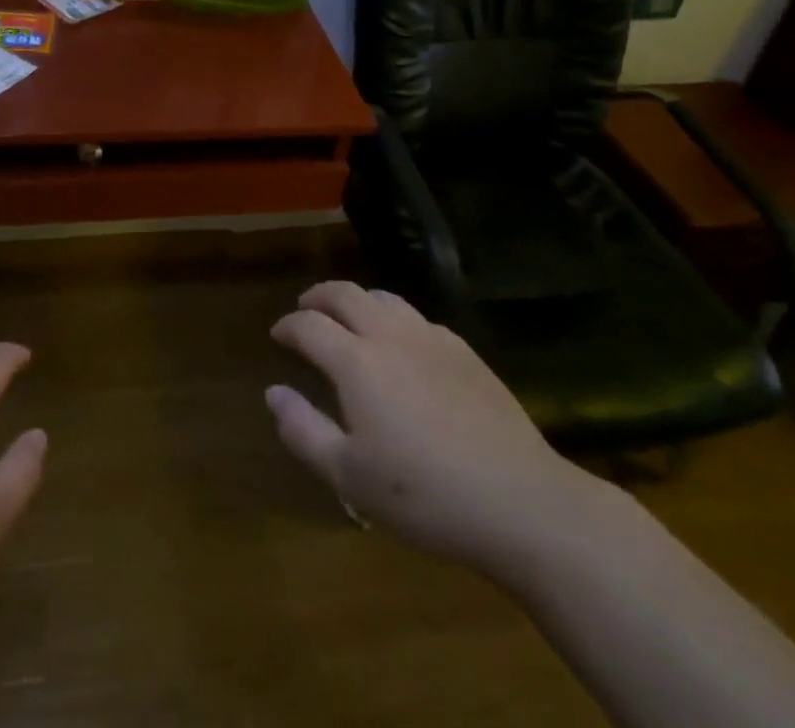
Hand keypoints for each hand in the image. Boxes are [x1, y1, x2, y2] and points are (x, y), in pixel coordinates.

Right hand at [266, 281, 596, 579]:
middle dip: (318, 296)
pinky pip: (419, 318)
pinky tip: (402, 344)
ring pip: (385, 298)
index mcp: (356, 361)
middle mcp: (390, 336)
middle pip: (345, 294)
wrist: (521, 502)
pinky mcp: (465, 353)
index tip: (278, 336)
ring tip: (349, 318)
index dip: (288, 326)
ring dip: (357, 300)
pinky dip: (395, 318)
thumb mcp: (348, 475)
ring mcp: (432, 339)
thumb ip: (302, 429)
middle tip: (305, 309)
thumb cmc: (424, 494)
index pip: (309, 325)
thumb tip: (273, 392)